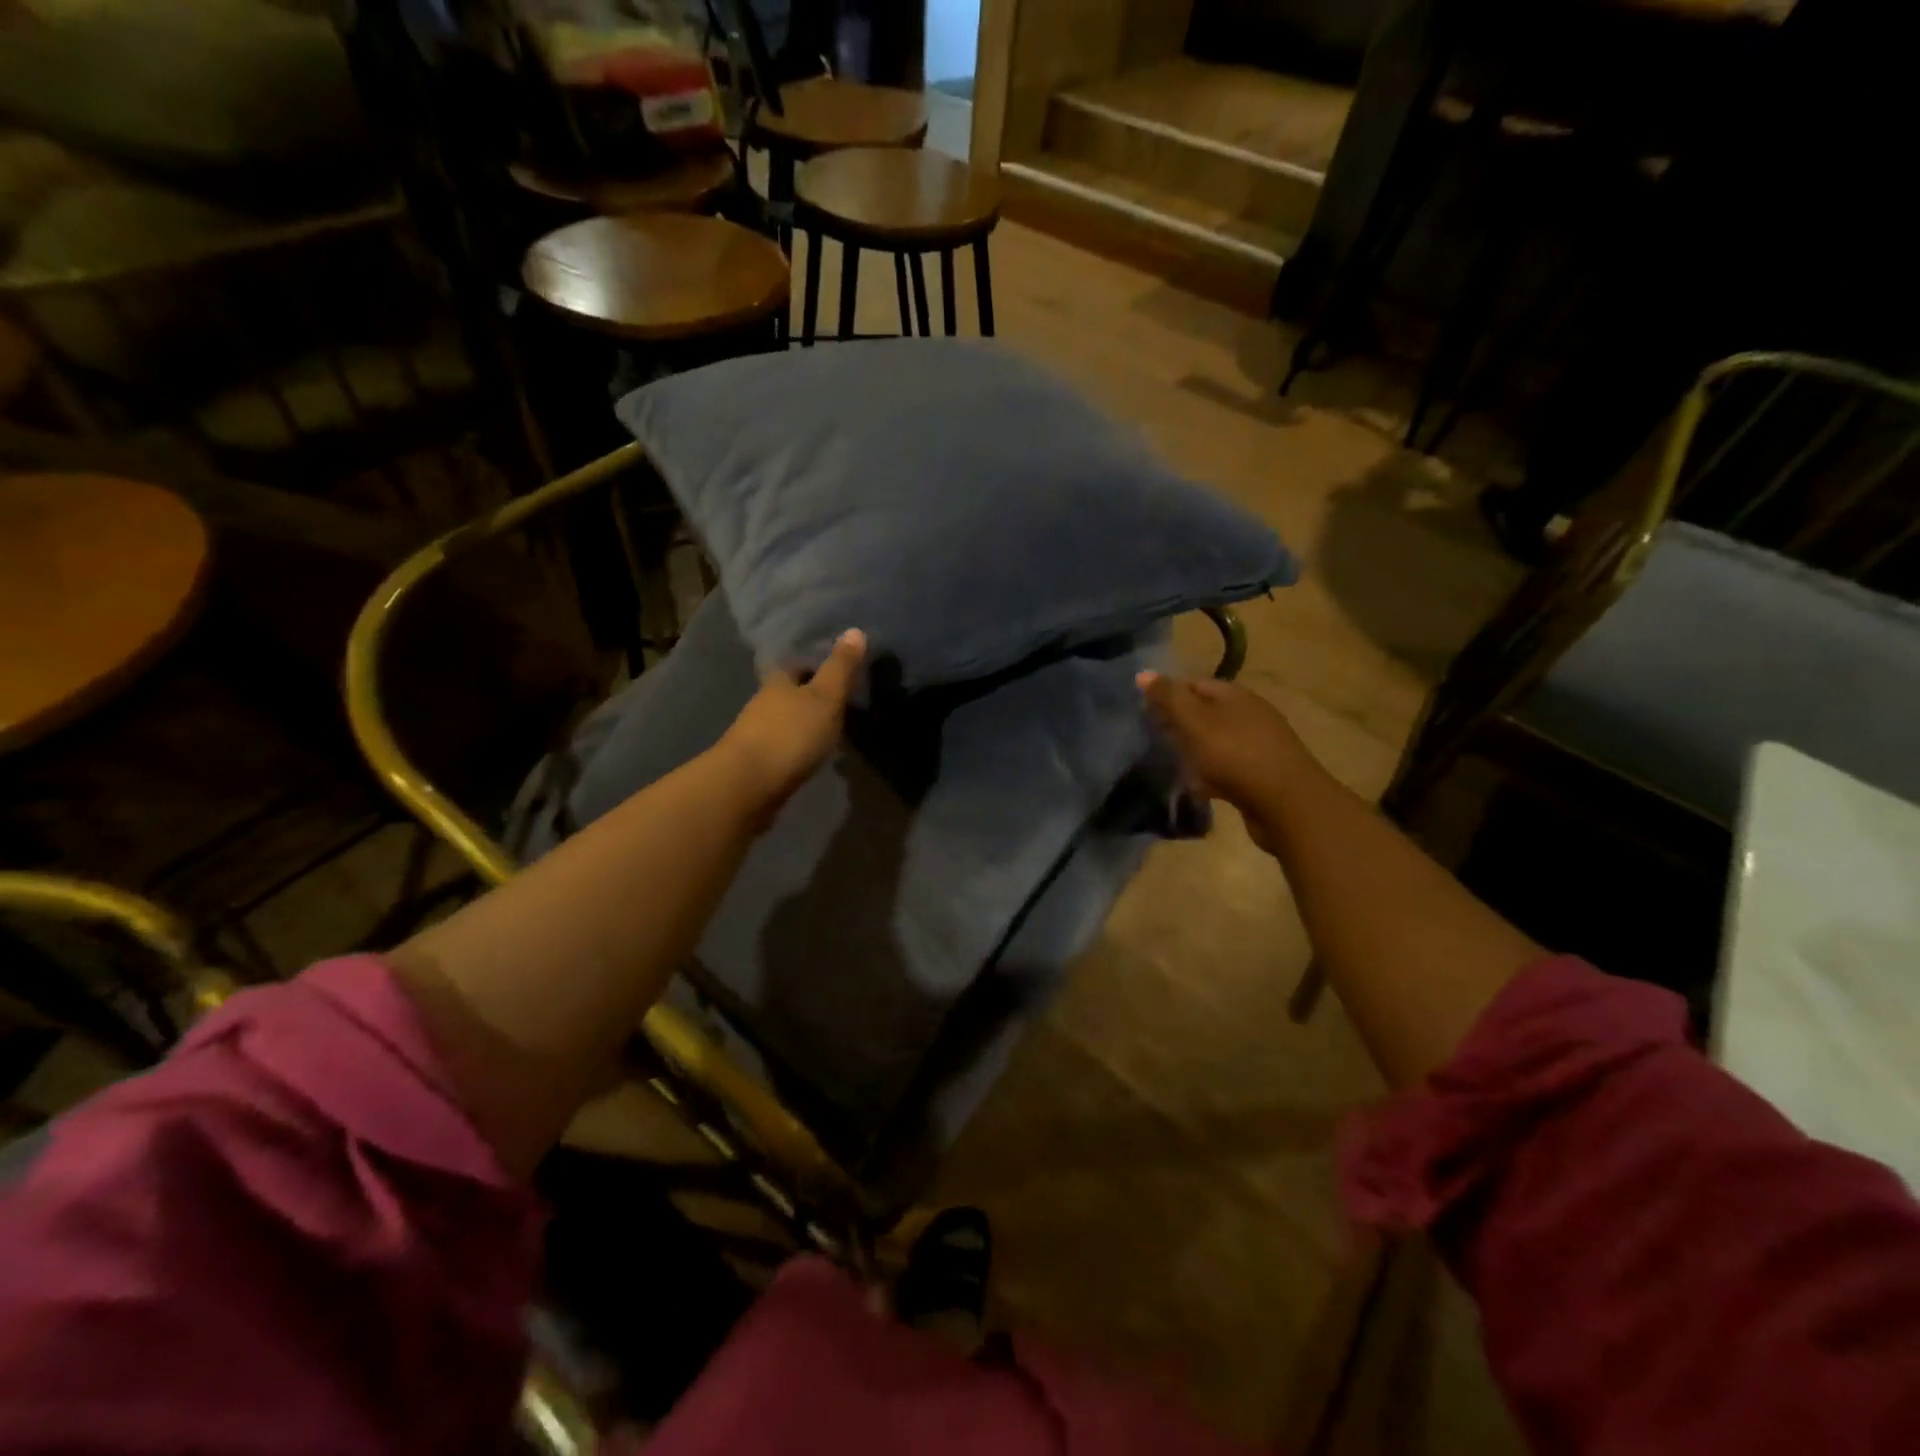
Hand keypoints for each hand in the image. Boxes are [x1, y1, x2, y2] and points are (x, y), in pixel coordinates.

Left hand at [715, 629, 866, 824]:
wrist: (747, 786)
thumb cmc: (790, 735)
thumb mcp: (825, 698)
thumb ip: (840, 668)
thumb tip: (855, 629)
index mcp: (778, 682)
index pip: (795, 664)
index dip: (813, 664)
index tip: (835, 668)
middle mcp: (762, 703)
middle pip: (787, 692)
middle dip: (807, 694)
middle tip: (836, 699)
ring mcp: (755, 734)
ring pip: (782, 719)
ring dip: (800, 722)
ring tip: (827, 728)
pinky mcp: (755, 762)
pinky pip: (780, 746)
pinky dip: (794, 746)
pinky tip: (808, 754)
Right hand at [1137, 672, 1306, 854]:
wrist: (1287, 804)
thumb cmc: (1235, 755)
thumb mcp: (1195, 722)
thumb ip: (1169, 698)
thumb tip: (1142, 673)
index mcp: (1235, 695)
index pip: (1194, 684)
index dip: (1168, 695)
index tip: (1144, 713)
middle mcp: (1249, 714)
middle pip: (1206, 712)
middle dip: (1179, 724)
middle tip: (1153, 738)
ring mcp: (1258, 744)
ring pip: (1216, 741)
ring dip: (1194, 750)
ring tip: (1170, 764)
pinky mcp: (1262, 774)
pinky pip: (1228, 767)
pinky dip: (1210, 774)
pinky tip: (1197, 787)